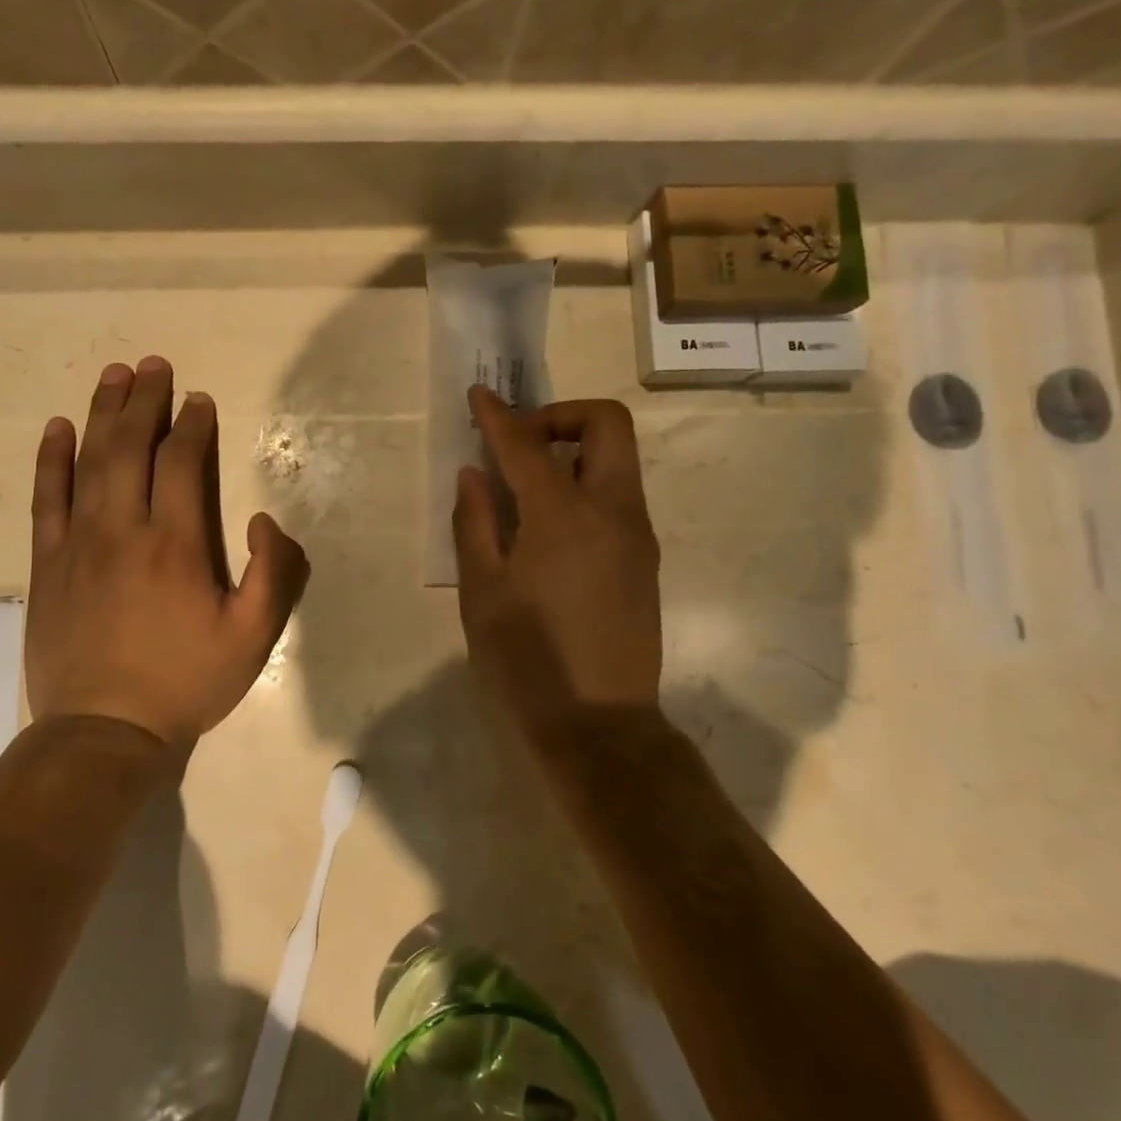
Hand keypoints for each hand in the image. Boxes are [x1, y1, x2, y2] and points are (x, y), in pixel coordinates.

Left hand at [25, 356, 309, 747]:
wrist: (103, 732)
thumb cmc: (185, 682)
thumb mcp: (253, 638)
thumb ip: (272, 574)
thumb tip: (261, 519)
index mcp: (176, 544)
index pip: (182, 463)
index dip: (192, 425)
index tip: (199, 400)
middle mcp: (123, 529)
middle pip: (131, 448)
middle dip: (146, 401)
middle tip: (154, 365)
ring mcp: (78, 543)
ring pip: (89, 462)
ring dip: (103, 413)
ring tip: (114, 375)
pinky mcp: (47, 563)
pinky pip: (46, 498)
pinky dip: (51, 459)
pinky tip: (57, 428)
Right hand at [453, 387, 661, 729]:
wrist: (601, 724)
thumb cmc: (528, 660)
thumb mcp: (482, 591)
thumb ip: (475, 521)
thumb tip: (475, 474)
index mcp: (564, 515)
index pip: (527, 444)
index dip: (498, 415)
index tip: (478, 395)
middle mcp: (613, 510)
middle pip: (607, 424)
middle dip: (561, 415)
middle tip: (520, 442)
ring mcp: (637, 534)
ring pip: (617, 459)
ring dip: (574, 450)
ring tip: (527, 486)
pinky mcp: (645, 558)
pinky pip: (618, 495)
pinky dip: (585, 484)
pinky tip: (549, 526)